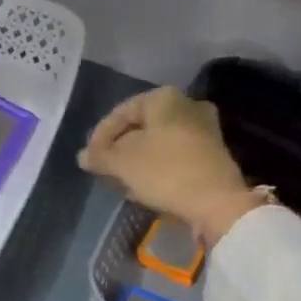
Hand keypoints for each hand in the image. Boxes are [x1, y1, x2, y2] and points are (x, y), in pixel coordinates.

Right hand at [78, 87, 262, 245]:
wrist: (217, 202)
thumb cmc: (165, 171)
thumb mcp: (122, 163)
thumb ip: (99, 156)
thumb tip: (83, 156)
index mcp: (163, 98)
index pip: (121, 112)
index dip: (100, 136)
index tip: (91, 159)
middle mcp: (187, 105)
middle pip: (141, 127)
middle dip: (120, 148)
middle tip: (106, 169)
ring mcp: (204, 129)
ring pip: (158, 142)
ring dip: (138, 160)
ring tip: (122, 181)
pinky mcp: (212, 154)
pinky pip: (175, 155)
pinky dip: (157, 167)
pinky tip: (145, 187)